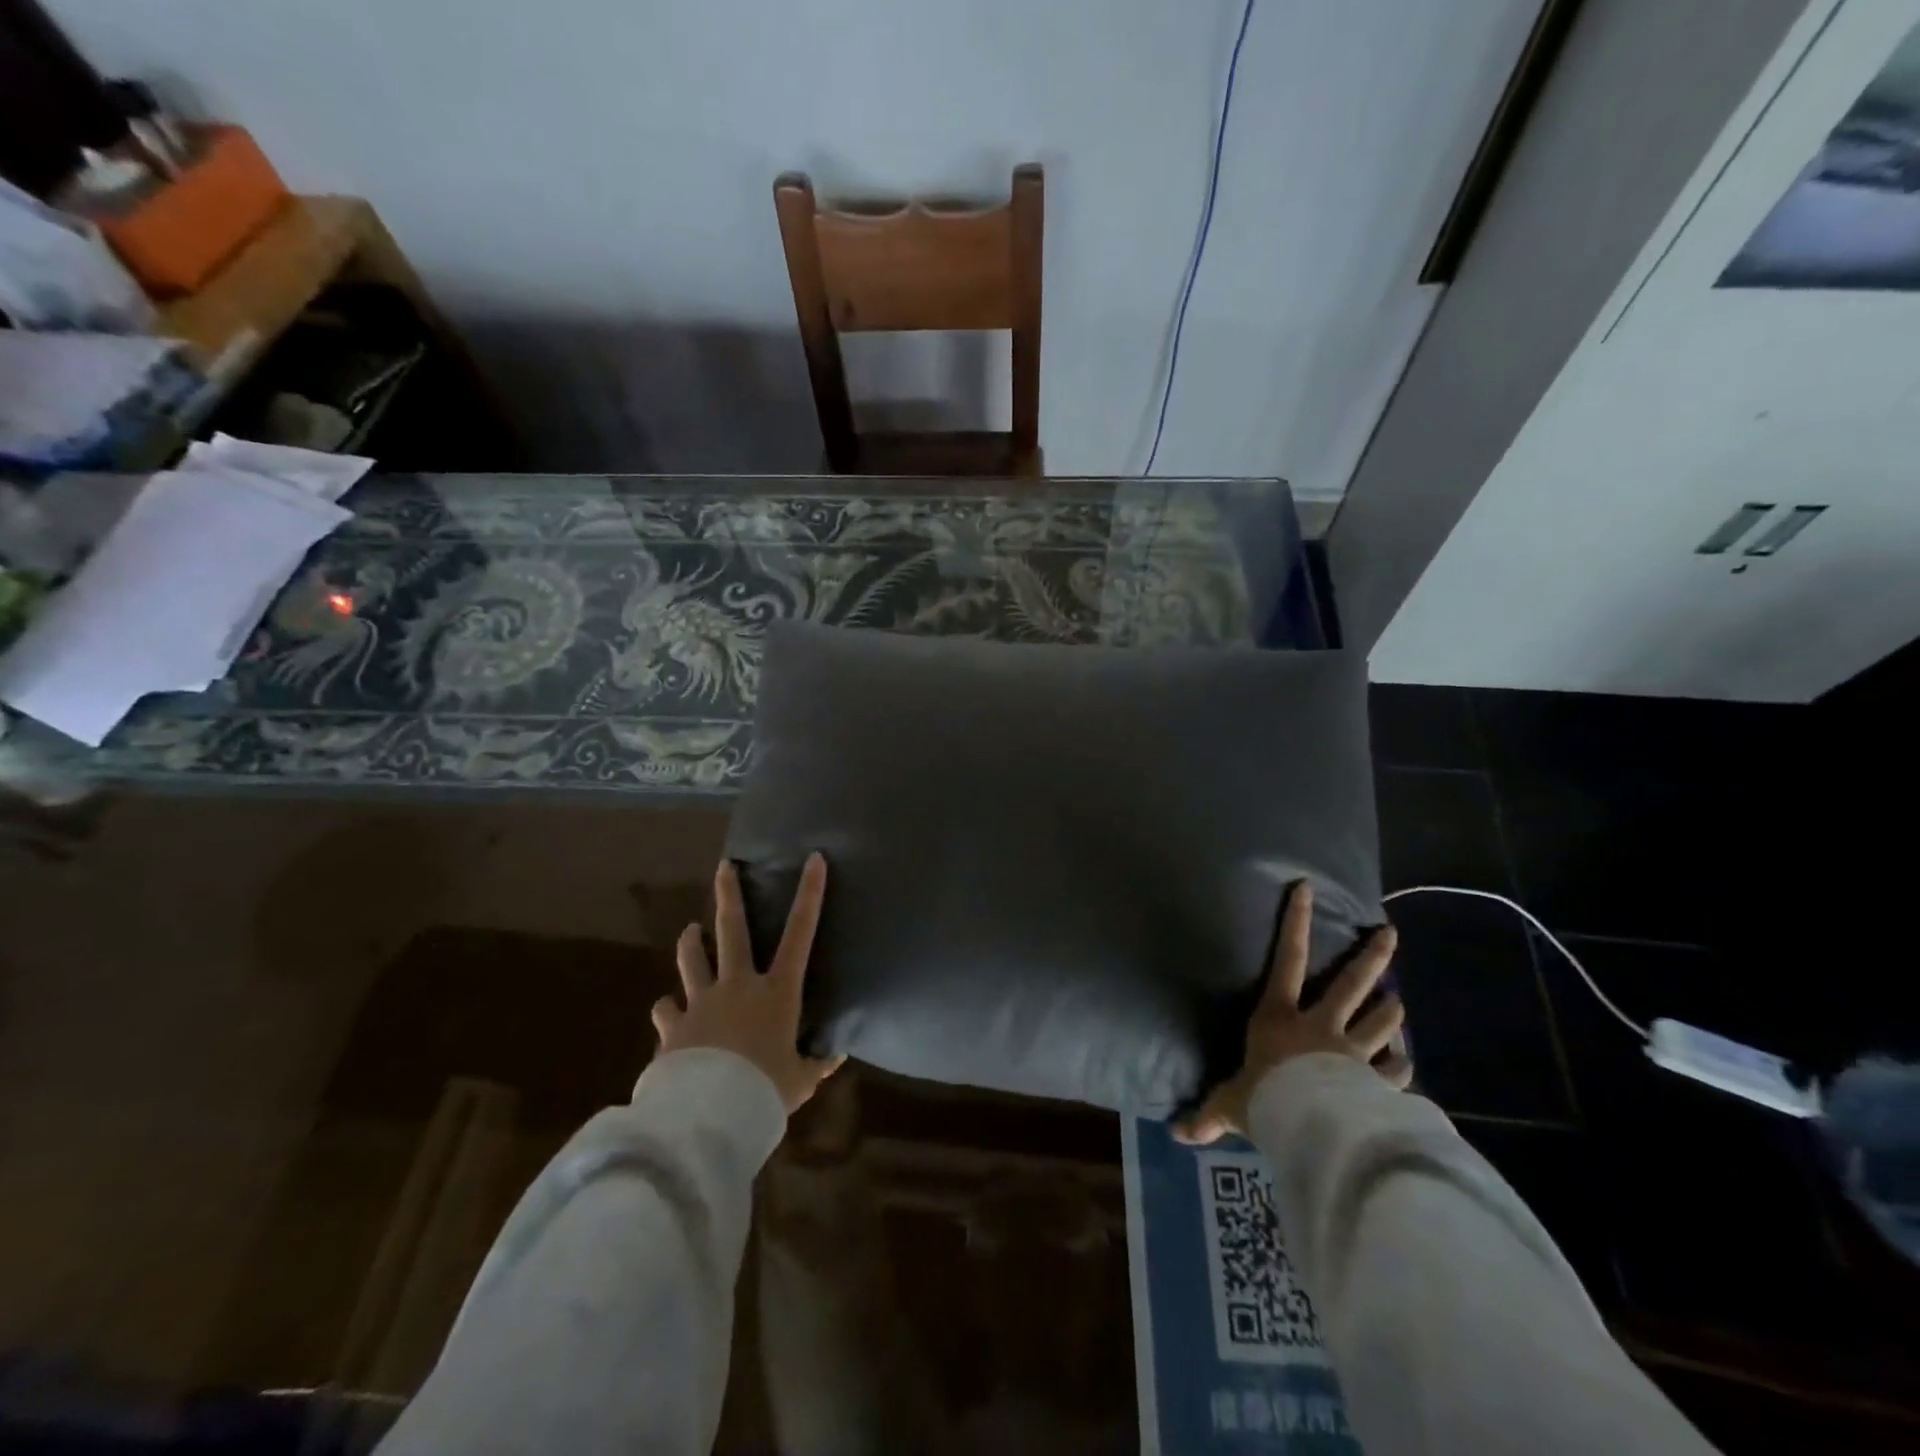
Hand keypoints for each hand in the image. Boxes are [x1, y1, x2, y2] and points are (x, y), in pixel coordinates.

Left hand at [652, 852, 846, 1113]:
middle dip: (729, 894)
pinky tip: (668, 1011)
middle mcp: (738, 985)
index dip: (810, 894)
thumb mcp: (800, 1080)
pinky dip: (668, 1008)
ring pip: (692, 959)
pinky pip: (666, 1009)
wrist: (709, 1115)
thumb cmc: (765, 1091)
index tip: (814, 860)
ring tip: (690, 931)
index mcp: (777, 992)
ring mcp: (701, 1001)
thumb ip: (817, 1064)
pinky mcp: (673, 1025)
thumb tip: (838, 1053)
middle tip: (724, 867)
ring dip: (691, 942)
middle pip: (731, 929)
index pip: (800, 933)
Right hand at [1176, 881, 1410, 1145]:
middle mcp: (1321, 1025)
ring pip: (1381, 1021)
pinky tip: (1407, 1065)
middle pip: (1352, 984)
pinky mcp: (1377, 1081)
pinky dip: (1402, 1066)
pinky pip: (1397, 1070)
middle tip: (1390, 934)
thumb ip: (1209, 1115)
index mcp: (1280, 1017)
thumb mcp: (1230, 1104)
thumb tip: (1176, 1134)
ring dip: (1392, 1011)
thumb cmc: (1266, 1099)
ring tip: (1399, 1001)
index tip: (1306, 888)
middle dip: (1373, 957)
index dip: (1296, 922)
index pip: (1287, 959)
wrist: (1312, 1126)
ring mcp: (1354, 1052)